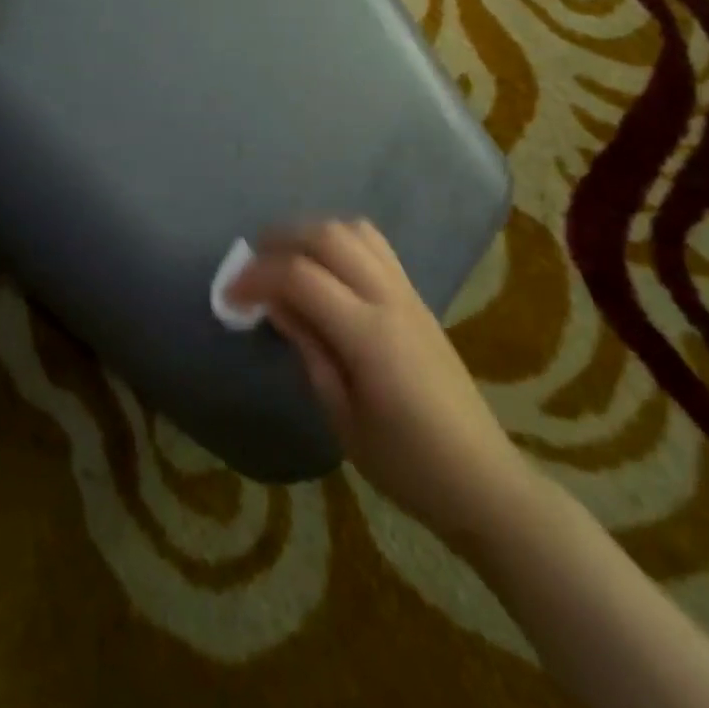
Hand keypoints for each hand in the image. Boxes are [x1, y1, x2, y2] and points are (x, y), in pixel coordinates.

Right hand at [229, 220, 529, 547]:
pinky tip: (324, 269)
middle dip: (280, 240)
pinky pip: (375, 246)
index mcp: (368, 334)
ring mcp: (408, 292)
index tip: (229, 296)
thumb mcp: (342, 418)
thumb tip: (275, 305)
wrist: (480, 477)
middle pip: (328, 236)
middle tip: (251, 266)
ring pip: (354, 230)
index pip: (300, 276)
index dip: (256, 278)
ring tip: (284, 260)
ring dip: (312, 233)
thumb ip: (309, 350)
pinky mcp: (417, 297)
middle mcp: (389, 298)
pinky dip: (340, 241)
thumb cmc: (406, 463)